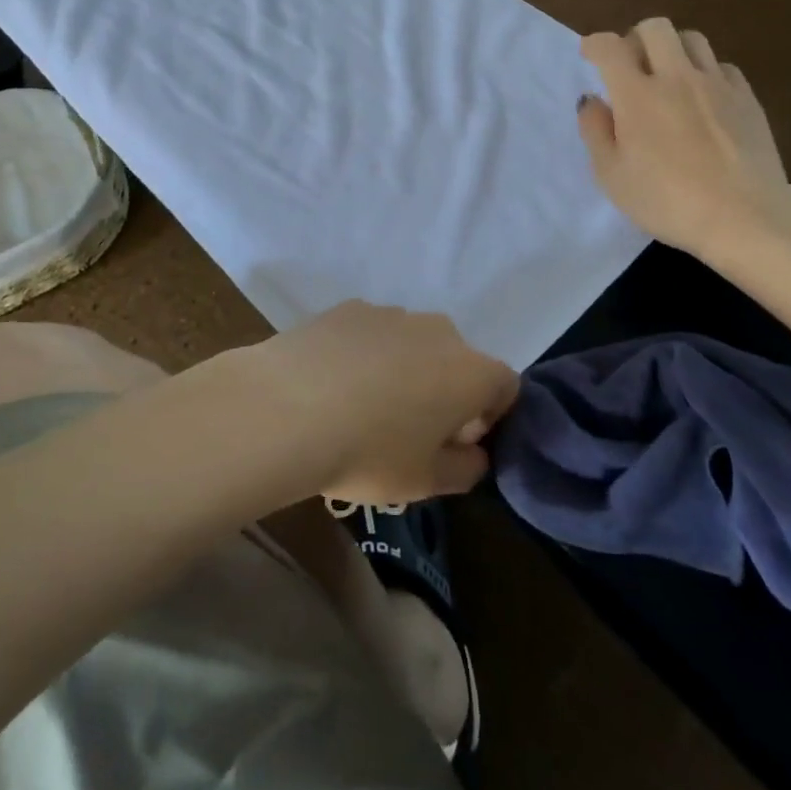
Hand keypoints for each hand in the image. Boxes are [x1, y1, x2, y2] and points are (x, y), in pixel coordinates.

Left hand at [235, 302, 519, 505]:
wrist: (285, 408)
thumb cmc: (368, 453)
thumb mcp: (425, 481)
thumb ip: (466, 469)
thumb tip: (474, 453)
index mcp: (470, 371)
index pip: (506, 385)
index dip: (492, 416)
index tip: (461, 443)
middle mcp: (439, 330)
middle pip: (458, 360)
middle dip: (447, 391)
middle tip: (411, 430)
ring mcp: (391, 313)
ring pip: (414, 344)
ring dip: (406, 370)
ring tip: (365, 407)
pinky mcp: (348, 308)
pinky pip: (373, 333)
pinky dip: (366, 354)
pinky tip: (334, 384)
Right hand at [579, 19, 788, 256]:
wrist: (745, 217)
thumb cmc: (666, 201)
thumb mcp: (612, 176)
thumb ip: (596, 131)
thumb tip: (592, 100)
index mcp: (636, 95)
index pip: (610, 47)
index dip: (594, 44)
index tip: (589, 54)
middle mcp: (676, 77)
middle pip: (655, 28)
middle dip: (635, 38)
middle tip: (630, 65)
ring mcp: (716, 84)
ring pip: (692, 39)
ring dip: (672, 50)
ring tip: (668, 77)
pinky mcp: (747, 98)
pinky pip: (722, 66)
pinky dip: (705, 72)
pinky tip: (702, 98)